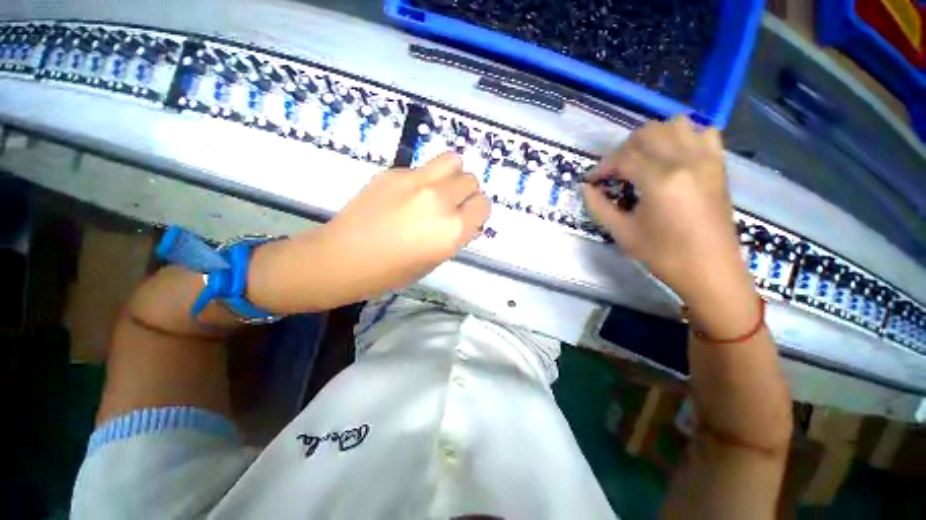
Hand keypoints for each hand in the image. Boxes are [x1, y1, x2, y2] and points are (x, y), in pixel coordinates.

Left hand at [248, 152, 489, 312]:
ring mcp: (417, 181)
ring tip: (437, 190)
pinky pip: (423, 167)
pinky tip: (405, 195)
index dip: (477, 211)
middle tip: (451, 205)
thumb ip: (455, 235)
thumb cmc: (392, 271)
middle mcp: (441, 200)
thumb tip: (464, 219)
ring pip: (452, 160)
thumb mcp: (435, 260)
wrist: (343, 258)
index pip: (483, 205)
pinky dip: (424, 178)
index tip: (467, 217)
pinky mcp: (394, 171)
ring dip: (451, 175)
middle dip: (466, 193)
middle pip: (471, 180)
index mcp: (453, 229)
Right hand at [582, 116, 755, 328]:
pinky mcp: (718, 164)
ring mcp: (707, 159)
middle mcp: (686, 160)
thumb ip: (599, 206)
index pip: (623, 158)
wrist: (711, 270)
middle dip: (623, 150)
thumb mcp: (623, 233)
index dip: (602, 167)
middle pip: (647, 133)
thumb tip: (585, 188)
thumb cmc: (663, 255)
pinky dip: (683, 137)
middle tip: (614, 172)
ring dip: (652, 138)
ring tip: (641, 160)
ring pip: (675, 124)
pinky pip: (703, 132)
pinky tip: (673, 157)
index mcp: (660, 181)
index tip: (591, 180)